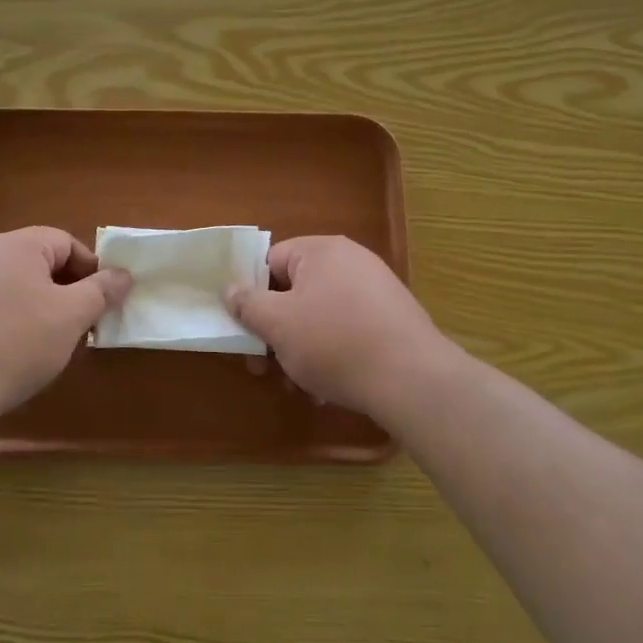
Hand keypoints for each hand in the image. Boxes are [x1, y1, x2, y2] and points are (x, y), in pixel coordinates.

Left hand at [0, 227, 130, 422]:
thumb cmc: (17, 342)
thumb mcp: (72, 316)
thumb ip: (102, 291)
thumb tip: (123, 275)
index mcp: (17, 245)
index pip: (66, 243)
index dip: (90, 270)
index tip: (101, 302)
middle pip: (37, 263)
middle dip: (63, 290)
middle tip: (78, 324)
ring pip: (11, 286)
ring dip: (34, 307)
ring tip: (45, 343)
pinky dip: (4, 322)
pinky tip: (8, 354)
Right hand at [223, 236, 453, 416]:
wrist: (412, 379)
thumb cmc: (334, 342)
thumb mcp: (278, 324)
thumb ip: (248, 304)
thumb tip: (230, 289)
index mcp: (320, 251)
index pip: (270, 262)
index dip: (251, 296)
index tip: (244, 330)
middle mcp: (350, 262)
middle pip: (295, 292)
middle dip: (275, 332)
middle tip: (263, 368)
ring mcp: (375, 291)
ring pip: (319, 317)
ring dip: (300, 352)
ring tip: (298, 388)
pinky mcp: (392, 320)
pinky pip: (347, 332)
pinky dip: (331, 357)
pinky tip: (327, 392)